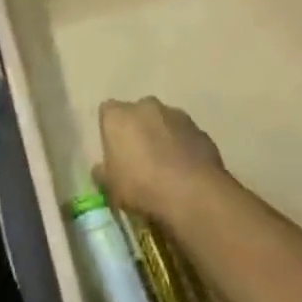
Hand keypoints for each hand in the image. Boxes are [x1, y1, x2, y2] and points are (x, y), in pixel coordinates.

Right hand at [97, 97, 230, 220]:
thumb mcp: (111, 187)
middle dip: (138, 130)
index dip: (110, 131)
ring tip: (166, 167)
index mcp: (118, 116)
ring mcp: (177, 115)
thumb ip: (103, 173)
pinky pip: (185, 136)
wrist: (193, 194)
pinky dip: (183, 147)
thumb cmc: (141, 186)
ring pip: (164, 122)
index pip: (107, 112)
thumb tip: (100, 169)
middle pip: (137, 113)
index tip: (114, 151)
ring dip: (162, 137)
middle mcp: (146, 106)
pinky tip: (185, 171)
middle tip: (139, 158)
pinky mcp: (201, 130)